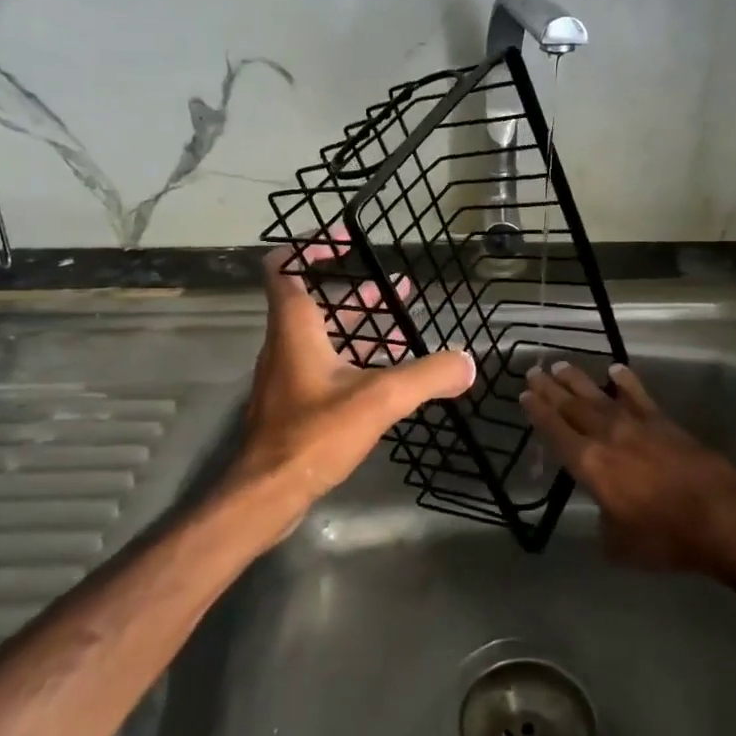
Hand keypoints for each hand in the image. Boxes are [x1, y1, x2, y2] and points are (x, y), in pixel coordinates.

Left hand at [233, 243, 474, 531]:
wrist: (267, 494)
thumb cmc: (313, 435)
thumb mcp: (378, 399)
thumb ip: (427, 376)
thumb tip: (468, 362)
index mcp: (295, 328)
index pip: (285, 267)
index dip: (312, 246)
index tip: (348, 241)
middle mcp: (286, 344)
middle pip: (316, 301)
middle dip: (358, 292)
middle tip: (397, 288)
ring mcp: (289, 376)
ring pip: (325, 336)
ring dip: (362, 327)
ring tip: (405, 325)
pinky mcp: (296, 404)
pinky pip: (328, 366)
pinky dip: (358, 360)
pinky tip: (391, 375)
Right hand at [521, 361, 735, 573]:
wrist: (722, 516)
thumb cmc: (665, 537)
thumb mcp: (620, 545)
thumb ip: (605, 523)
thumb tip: (606, 513)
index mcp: (590, 465)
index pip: (556, 433)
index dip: (538, 413)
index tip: (524, 395)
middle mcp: (607, 437)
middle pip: (572, 407)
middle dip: (550, 389)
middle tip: (533, 371)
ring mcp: (637, 425)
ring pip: (599, 396)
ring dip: (578, 380)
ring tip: (560, 365)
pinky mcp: (664, 422)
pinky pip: (638, 396)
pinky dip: (626, 382)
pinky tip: (615, 369)